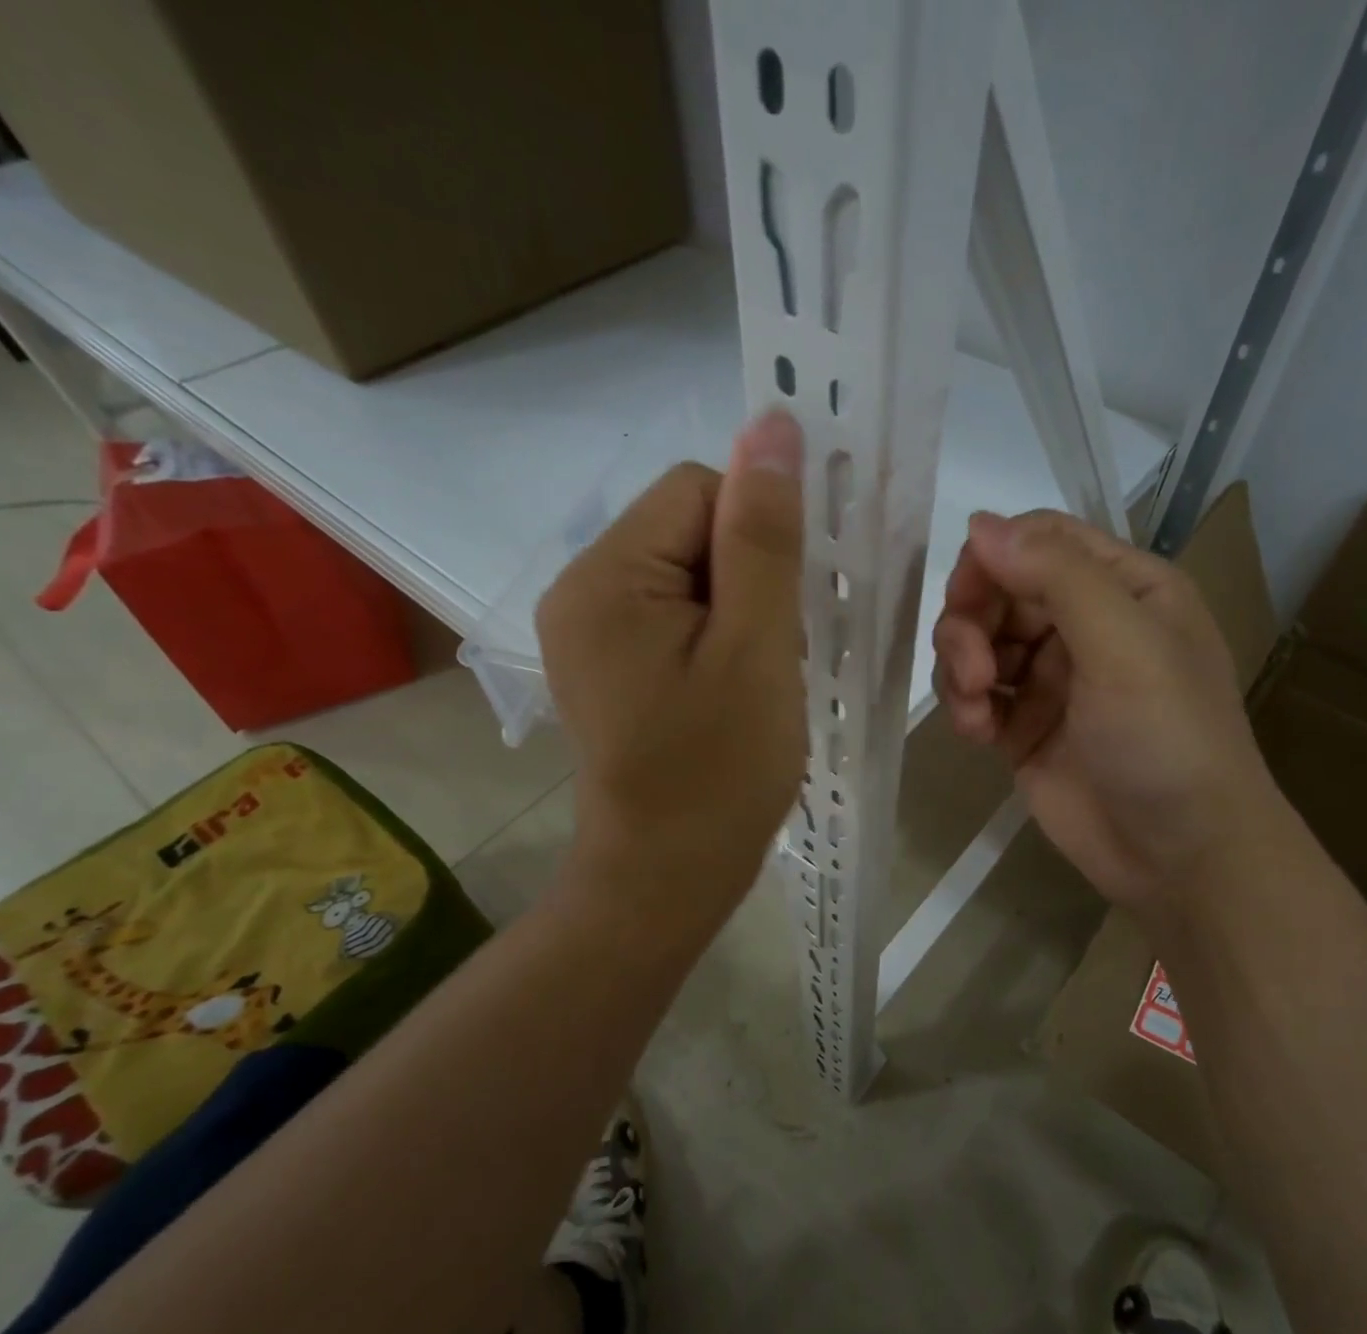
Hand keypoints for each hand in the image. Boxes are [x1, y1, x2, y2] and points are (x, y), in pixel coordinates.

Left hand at [538, 411, 806, 933]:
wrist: (667, 876)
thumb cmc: (719, 771)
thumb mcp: (757, 649)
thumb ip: (764, 536)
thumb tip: (774, 426)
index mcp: (606, 576)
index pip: (699, 490)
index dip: (759, 537)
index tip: (784, 611)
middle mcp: (582, 588)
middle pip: (690, 526)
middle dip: (749, 578)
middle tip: (769, 657)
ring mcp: (590, 627)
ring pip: (691, 570)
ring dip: (741, 610)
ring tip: (753, 679)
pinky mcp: (609, 659)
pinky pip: (677, 610)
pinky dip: (720, 635)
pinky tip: (733, 686)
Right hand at [931, 510, 1276, 912]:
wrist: (1180, 856)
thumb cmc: (1168, 740)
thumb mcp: (1124, 645)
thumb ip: (1055, 576)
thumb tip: (978, 523)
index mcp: (1123, 588)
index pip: (1040, 540)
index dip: (993, 558)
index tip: (966, 597)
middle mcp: (1084, 624)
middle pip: (998, 590)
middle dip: (971, 624)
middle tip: (973, 672)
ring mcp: (1050, 678)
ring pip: (977, 642)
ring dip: (960, 668)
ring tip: (975, 711)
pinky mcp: (1023, 727)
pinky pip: (974, 695)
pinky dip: (964, 706)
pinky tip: (976, 734)